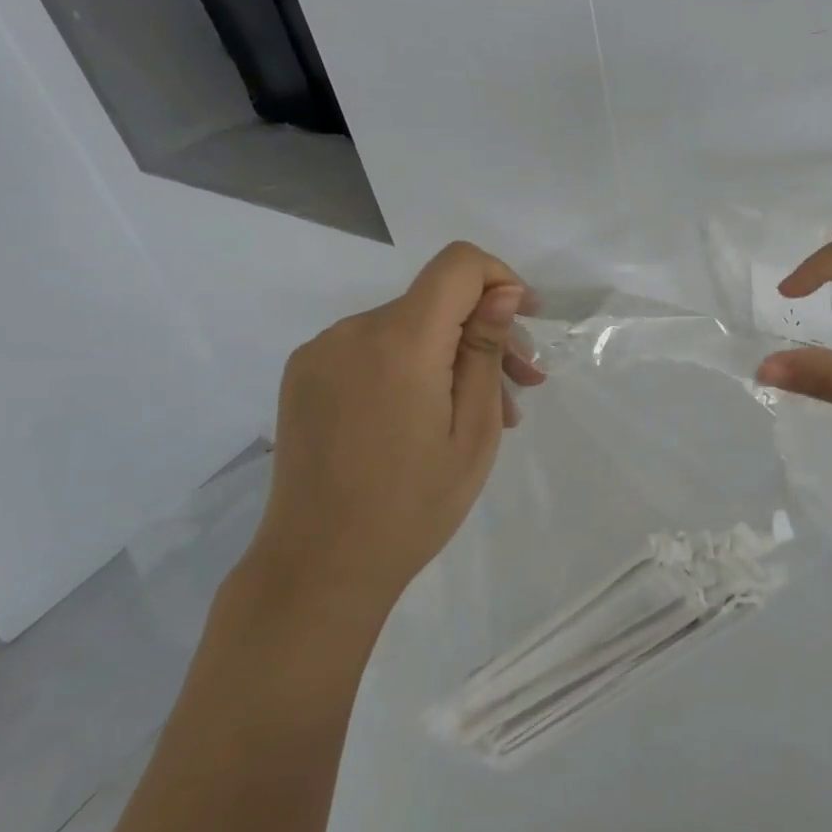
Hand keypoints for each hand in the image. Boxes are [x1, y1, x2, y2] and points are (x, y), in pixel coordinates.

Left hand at [240, 241, 544, 629]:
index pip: (458, 264)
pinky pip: (374, 348)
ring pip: (408, 326)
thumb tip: (504, 292)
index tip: (525, 324)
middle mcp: (353, 331)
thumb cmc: (414, 505)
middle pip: (436, 299)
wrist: (318, 567)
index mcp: (400, 342)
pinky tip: (430, 413)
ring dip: (451, 353)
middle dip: (485, 330)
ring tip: (484, 409)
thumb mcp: (474, 430)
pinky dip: (412, 364)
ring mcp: (321, 352)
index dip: (500, 279)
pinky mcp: (305, 375)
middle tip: (523, 384)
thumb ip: (486, 350)